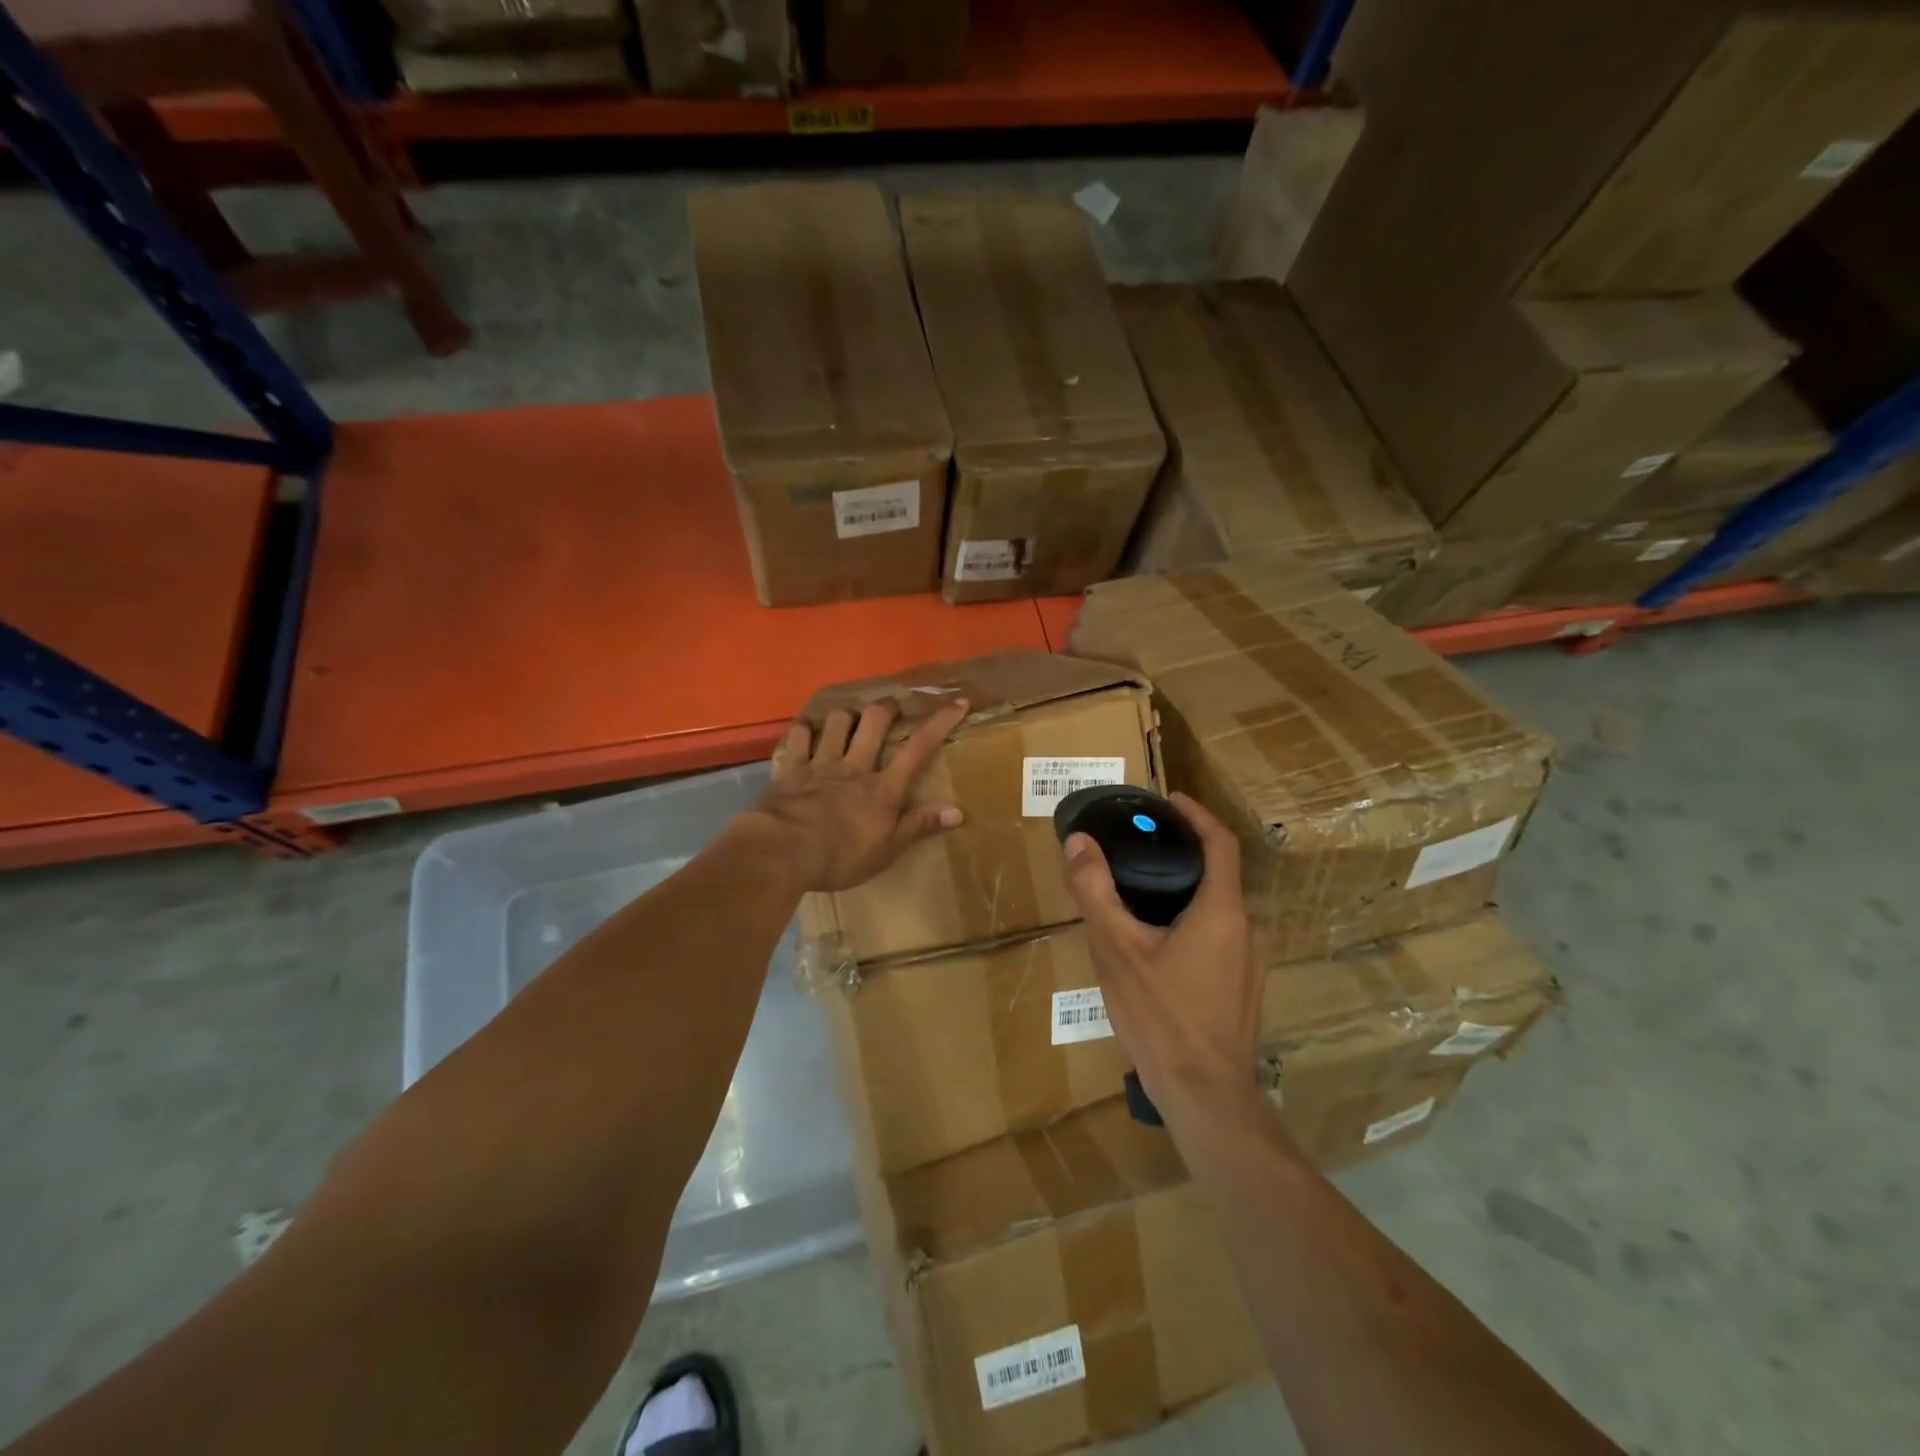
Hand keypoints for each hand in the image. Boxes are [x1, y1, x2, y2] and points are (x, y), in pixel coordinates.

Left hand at [739, 697, 969, 892]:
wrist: (783, 850)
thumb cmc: (840, 856)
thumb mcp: (887, 850)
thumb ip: (919, 826)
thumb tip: (958, 811)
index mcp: (883, 788)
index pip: (919, 749)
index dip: (940, 723)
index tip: (957, 703)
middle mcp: (854, 766)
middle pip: (874, 722)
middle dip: (887, 708)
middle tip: (892, 708)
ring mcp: (820, 764)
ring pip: (837, 722)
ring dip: (846, 716)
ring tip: (849, 720)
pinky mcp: (790, 769)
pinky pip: (799, 738)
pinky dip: (805, 731)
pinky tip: (807, 732)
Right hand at [1062, 792, 1262, 1116]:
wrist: (1205, 1095)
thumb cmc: (1160, 1015)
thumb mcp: (1116, 948)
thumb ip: (1096, 890)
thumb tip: (1079, 841)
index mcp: (1223, 910)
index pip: (1220, 842)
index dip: (1197, 814)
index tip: (1168, 800)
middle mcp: (1247, 928)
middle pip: (1218, 874)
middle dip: (1181, 854)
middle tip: (1137, 848)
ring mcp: (1251, 961)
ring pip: (1218, 909)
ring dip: (1185, 891)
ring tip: (1139, 893)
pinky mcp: (1245, 988)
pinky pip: (1220, 936)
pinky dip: (1192, 921)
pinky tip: (1158, 943)